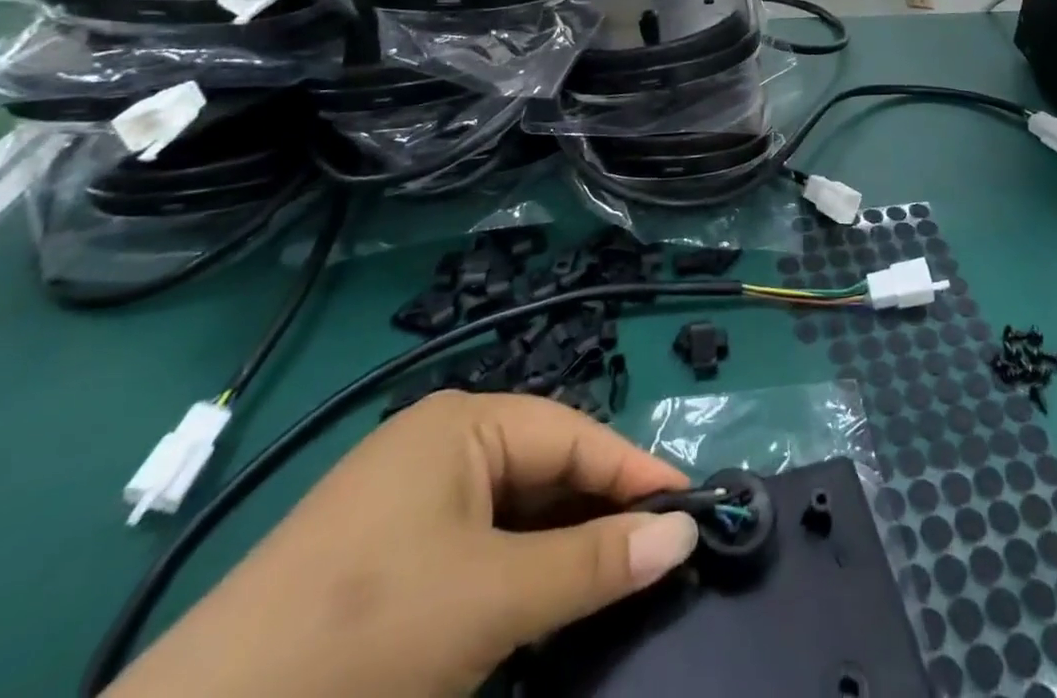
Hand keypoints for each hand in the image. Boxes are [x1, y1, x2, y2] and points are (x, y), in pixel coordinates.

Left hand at [108, 394, 699, 697]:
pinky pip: (477, 543)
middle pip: (545, 468)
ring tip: (615, 582)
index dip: (635, 473)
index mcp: (464, 421)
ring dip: (562, 546)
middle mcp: (440, 441)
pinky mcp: (386, 552)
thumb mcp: (492, 598)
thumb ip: (594, 564)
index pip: (575, 435)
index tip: (693, 510)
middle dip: (600, 512)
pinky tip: (541, 605)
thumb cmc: (363, 634)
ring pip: (513, 510)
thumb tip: (686, 531)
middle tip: (659, 555)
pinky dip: (516, 571)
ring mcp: (408, 497)